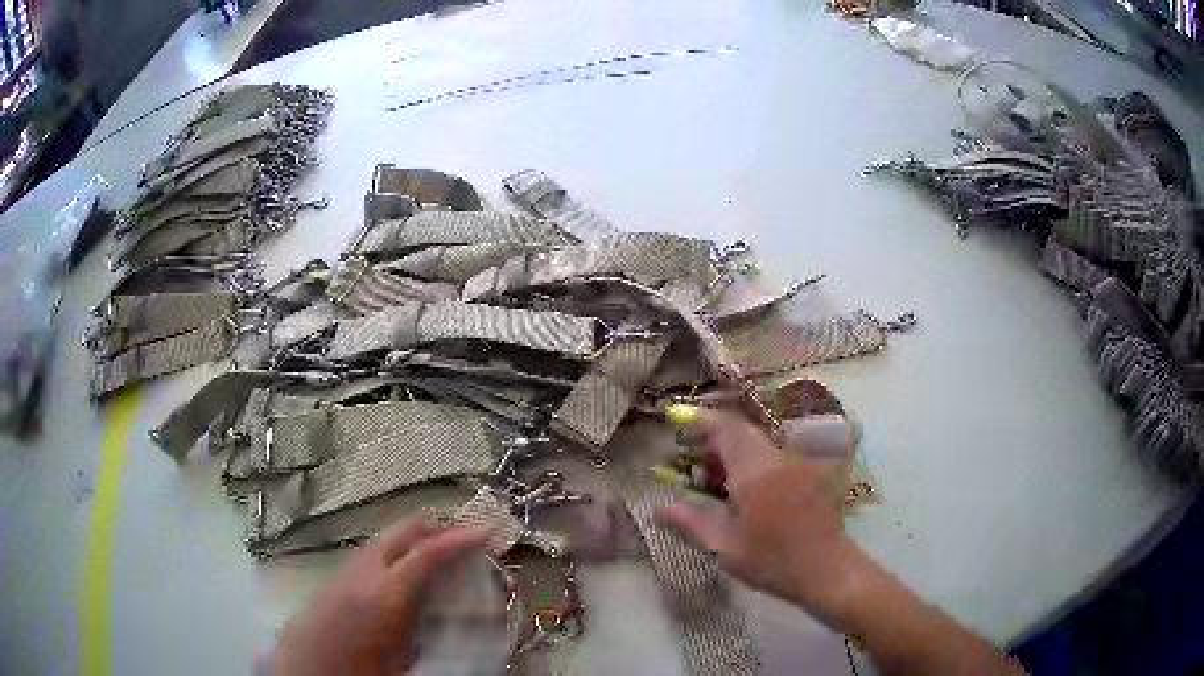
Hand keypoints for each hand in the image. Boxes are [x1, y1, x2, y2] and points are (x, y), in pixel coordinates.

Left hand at [273, 519, 486, 675]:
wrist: (303, 671)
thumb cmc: (356, 671)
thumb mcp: (401, 661)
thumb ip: (427, 629)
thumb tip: (454, 615)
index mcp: (384, 596)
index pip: (427, 554)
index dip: (460, 539)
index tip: (487, 532)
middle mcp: (363, 573)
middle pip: (403, 531)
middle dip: (437, 530)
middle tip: (465, 543)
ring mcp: (346, 571)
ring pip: (386, 540)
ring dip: (415, 542)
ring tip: (439, 561)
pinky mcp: (335, 578)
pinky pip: (372, 554)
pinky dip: (396, 555)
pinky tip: (404, 579)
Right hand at [655, 407, 870, 622]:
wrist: (827, 571)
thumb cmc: (772, 562)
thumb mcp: (725, 548)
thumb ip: (691, 522)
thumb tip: (659, 508)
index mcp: (754, 472)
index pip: (725, 430)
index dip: (701, 420)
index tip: (679, 419)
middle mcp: (776, 459)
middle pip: (742, 432)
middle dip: (715, 438)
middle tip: (693, 458)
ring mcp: (796, 465)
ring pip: (759, 444)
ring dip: (734, 450)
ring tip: (714, 476)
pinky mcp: (808, 475)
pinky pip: (774, 456)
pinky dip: (753, 461)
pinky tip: (745, 489)